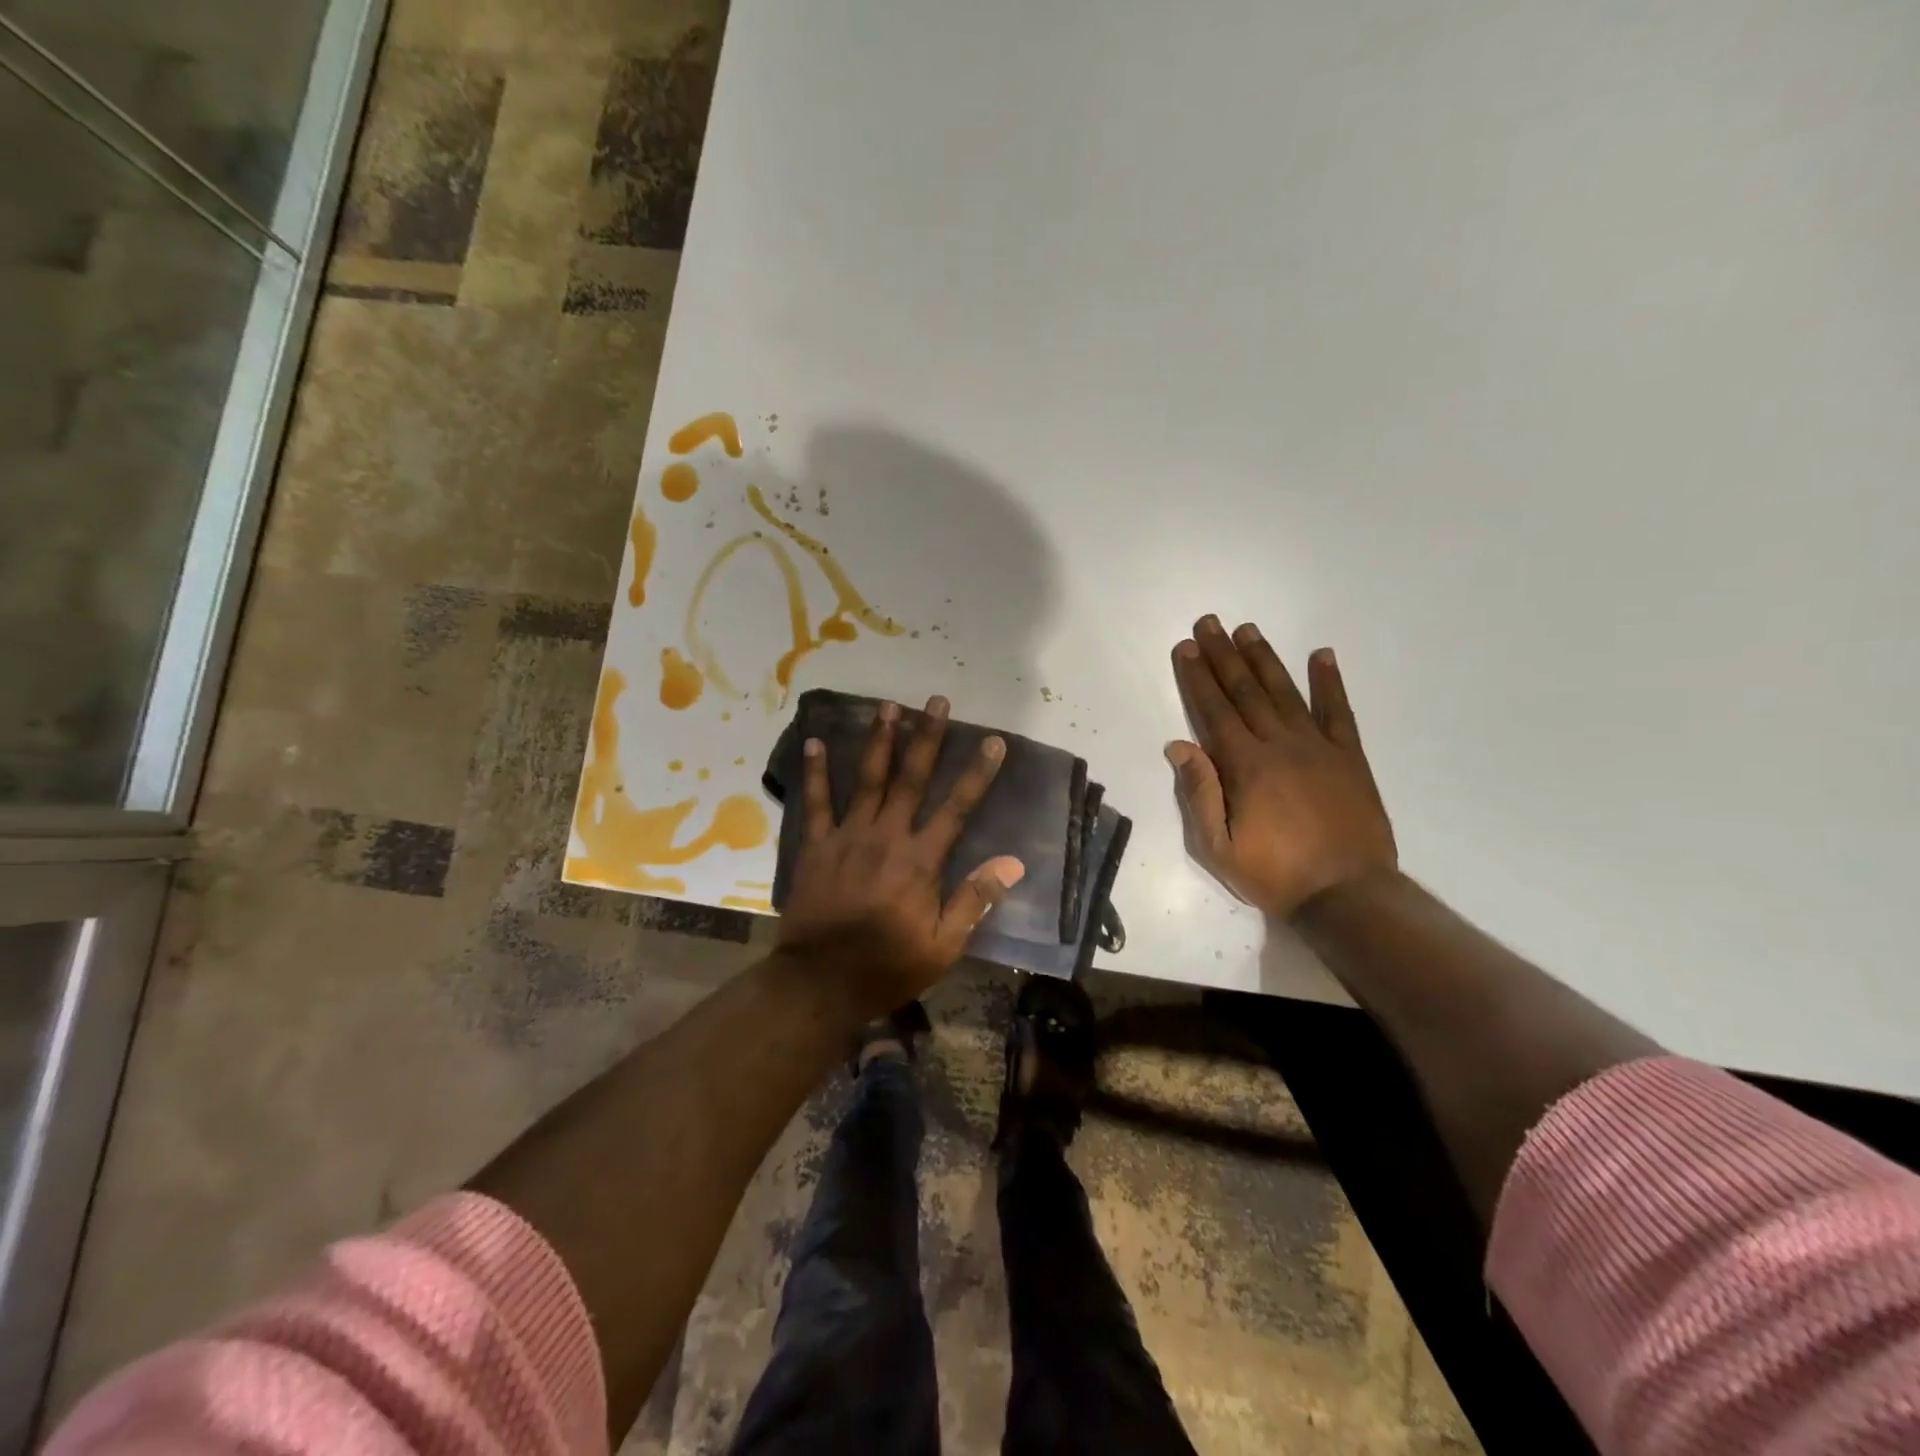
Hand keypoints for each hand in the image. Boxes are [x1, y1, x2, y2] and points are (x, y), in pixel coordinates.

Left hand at [776, 696, 1025, 1016]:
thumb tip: (1012, 863)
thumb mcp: (942, 946)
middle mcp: (886, 837)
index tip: (993, 741)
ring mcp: (848, 837)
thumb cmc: (887, 967)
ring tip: (888, 705)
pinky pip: (816, 802)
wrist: (820, 983)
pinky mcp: (817, 846)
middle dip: (927, 737)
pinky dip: (815, 771)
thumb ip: (974, 901)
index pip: (957, 808)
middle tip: (936, 701)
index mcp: (920, 861)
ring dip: (880, 740)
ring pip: (867, 779)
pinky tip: (814, 741)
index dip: (977, 773)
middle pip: (911, 778)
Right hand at [1168, 616, 1395, 917]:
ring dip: (1264, 659)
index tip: (1186, 648)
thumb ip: (1199, 794)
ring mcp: (1319, 747)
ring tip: (1247, 629)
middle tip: (1209, 623)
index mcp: (1246, 766)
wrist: (1347, 896)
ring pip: (1286, 692)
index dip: (1198, 678)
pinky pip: (1339, 712)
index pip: (1214, 711)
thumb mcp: (1218, 847)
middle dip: (1224, 656)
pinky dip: (1330, 682)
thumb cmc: (1274, 875)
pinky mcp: (1350, 758)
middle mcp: (1280, 745)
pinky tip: (1322, 655)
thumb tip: (1179, 745)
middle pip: (1246, 692)